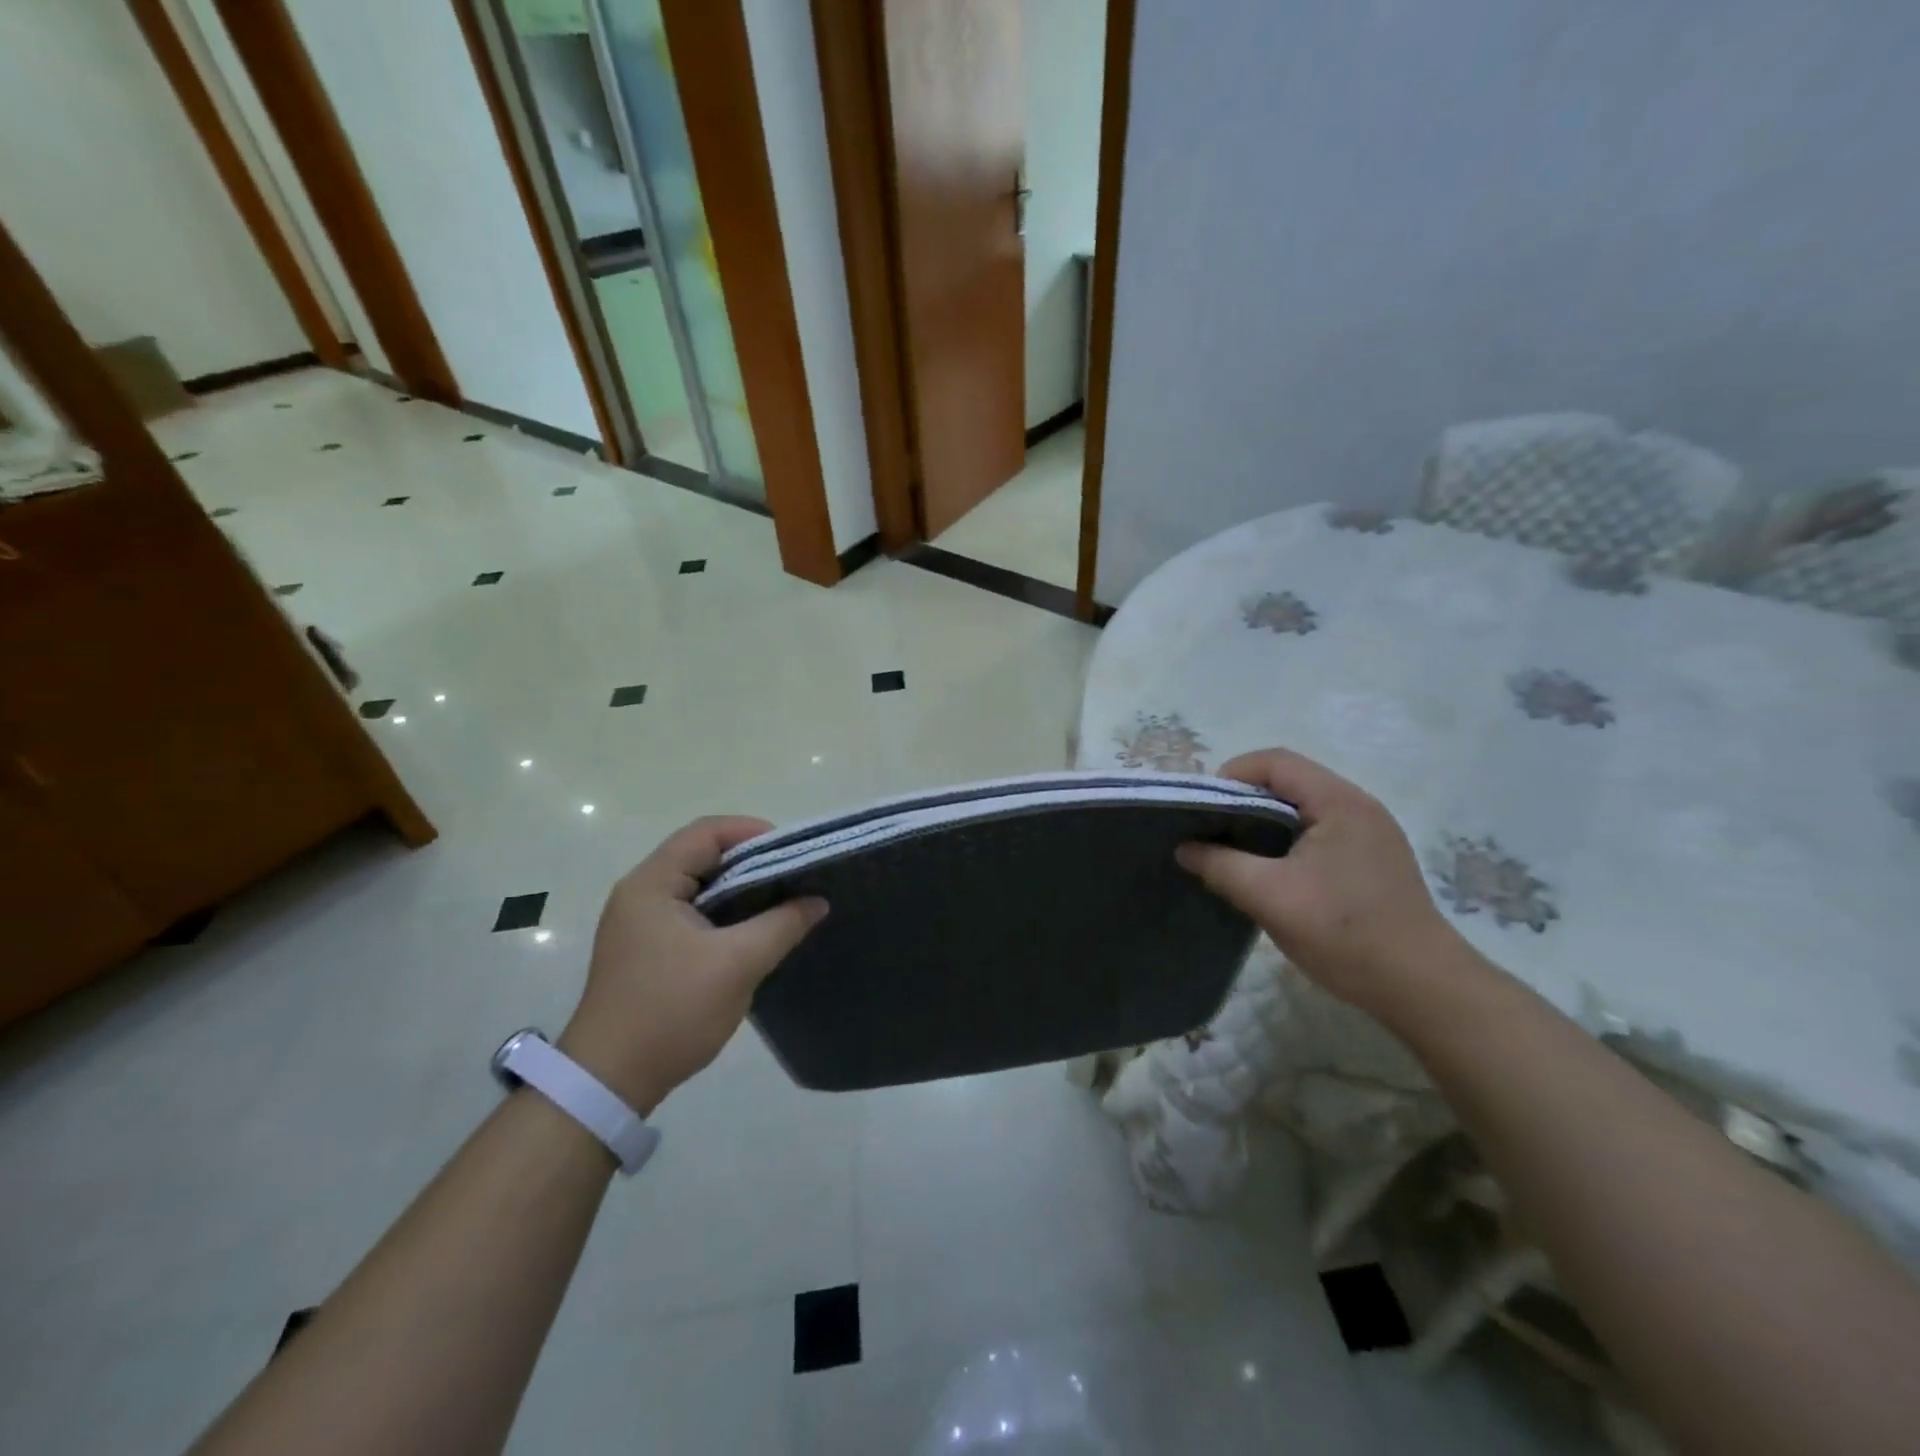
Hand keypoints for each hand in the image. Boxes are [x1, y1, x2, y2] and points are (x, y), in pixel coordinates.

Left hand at [558, 817, 826, 1113]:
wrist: (609, 1082)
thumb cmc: (671, 1010)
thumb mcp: (738, 964)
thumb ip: (782, 924)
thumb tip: (817, 900)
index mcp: (652, 883)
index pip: (706, 832)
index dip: (752, 832)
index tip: (793, 853)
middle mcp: (641, 893)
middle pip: (702, 855)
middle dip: (752, 862)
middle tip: (795, 878)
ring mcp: (641, 923)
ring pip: (700, 887)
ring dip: (741, 890)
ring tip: (783, 902)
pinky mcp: (647, 950)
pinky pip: (694, 914)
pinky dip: (726, 914)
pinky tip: (755, 932)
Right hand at [1176, 749, 1464, 1017]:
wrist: (1422, 988)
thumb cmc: (1344, 933)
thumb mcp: (1270, 897)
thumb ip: (1220, 866)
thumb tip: (1184, 848)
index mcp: (1339, 802)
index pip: (1275, 762)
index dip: (1232, 775)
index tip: (1202, 808)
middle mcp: (1359, 807)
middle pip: (1289, 782)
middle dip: (1244, 800)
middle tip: (1211, 830)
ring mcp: (1370, 834)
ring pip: (1303, 809)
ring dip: (1264, 823)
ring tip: (1233, 852)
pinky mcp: (1372, 861)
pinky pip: (1318, 833)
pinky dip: (1285, 842)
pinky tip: (1270, 873)